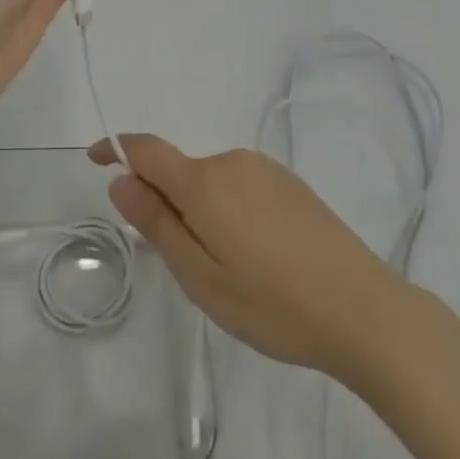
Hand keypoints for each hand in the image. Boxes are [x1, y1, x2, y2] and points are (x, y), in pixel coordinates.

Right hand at [91, 134, 406, 379]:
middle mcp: (232, 161)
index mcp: (205, 182)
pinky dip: (231, 212)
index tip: (95, 160)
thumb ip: (157, 225)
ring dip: (203, 213)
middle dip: (169, 205)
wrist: (364, 309)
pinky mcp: (290, 183)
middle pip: (181, 172)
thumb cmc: (273, 304)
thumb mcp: (202, 278)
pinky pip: (241, 187)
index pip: (146, 150)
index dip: (116, 149)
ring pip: (212, 183)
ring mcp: (265, 170)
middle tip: (190, 268)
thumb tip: (121, 182)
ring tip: (233, 273)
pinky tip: (261, 258)